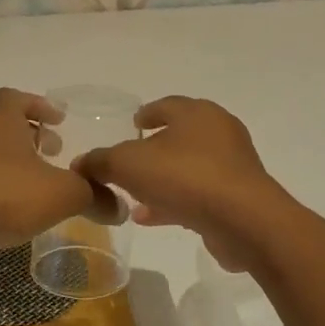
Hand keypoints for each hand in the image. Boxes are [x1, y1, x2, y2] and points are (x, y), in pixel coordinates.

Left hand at [0, 88, 107, 252]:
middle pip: (4, 123)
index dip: (38, 105)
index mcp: (1, 120)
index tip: (59, 120)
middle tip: (54, 150)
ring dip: (16, 160)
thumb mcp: (64, 194)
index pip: (15, 97)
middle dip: (31, 134)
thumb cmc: (8, 194)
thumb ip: (94, 196)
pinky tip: (18, 207)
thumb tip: (119, 208)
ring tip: (40, 181)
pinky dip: (1, 184)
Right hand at [73, 97, 289, 272]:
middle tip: (130, 162)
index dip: (147, 113)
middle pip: (179, 136)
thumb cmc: (185, 177)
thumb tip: (80, 164)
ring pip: (188, 168)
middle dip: (153, 150)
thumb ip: (101, 161)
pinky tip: (148, 217)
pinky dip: (174, 201)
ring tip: (132, 196)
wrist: (244, 220)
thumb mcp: (129, 164)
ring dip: (161, 180)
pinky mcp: (238, 197)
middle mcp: (219, 132)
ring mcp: (232, 165)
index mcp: (197, 113)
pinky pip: (199, 194)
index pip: (167, 105)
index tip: (133, 123)